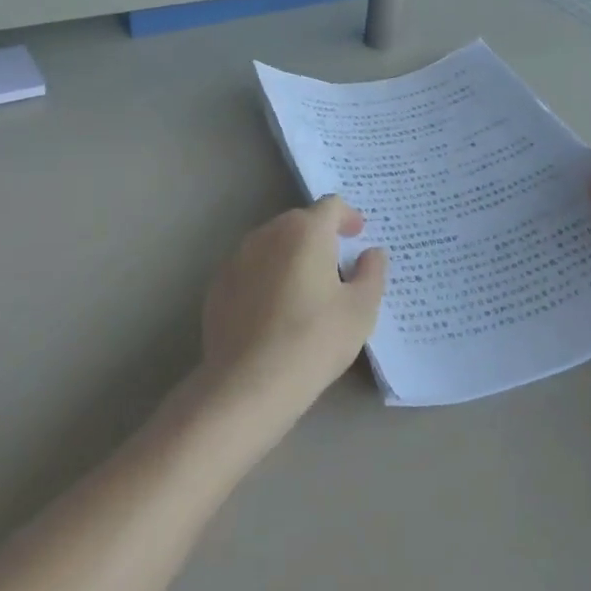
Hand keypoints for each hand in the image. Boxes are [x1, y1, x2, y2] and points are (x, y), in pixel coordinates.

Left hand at [199, 196, 387, 417]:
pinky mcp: (218, 286)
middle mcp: (268, 234)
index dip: (348, 217)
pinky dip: (266, 278)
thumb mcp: (361, 309)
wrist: (248, 384)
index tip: (358, 236)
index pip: (331, 206)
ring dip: (291, 256)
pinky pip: (250, 270)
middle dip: (320, 236)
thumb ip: (372, 272)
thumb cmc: (314, 340)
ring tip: (305, 289)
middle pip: (299, 222)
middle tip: (337, 266)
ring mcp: (237, 259)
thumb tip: (372, 253)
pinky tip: (274, 312)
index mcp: (305, 231)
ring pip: (272, 245)